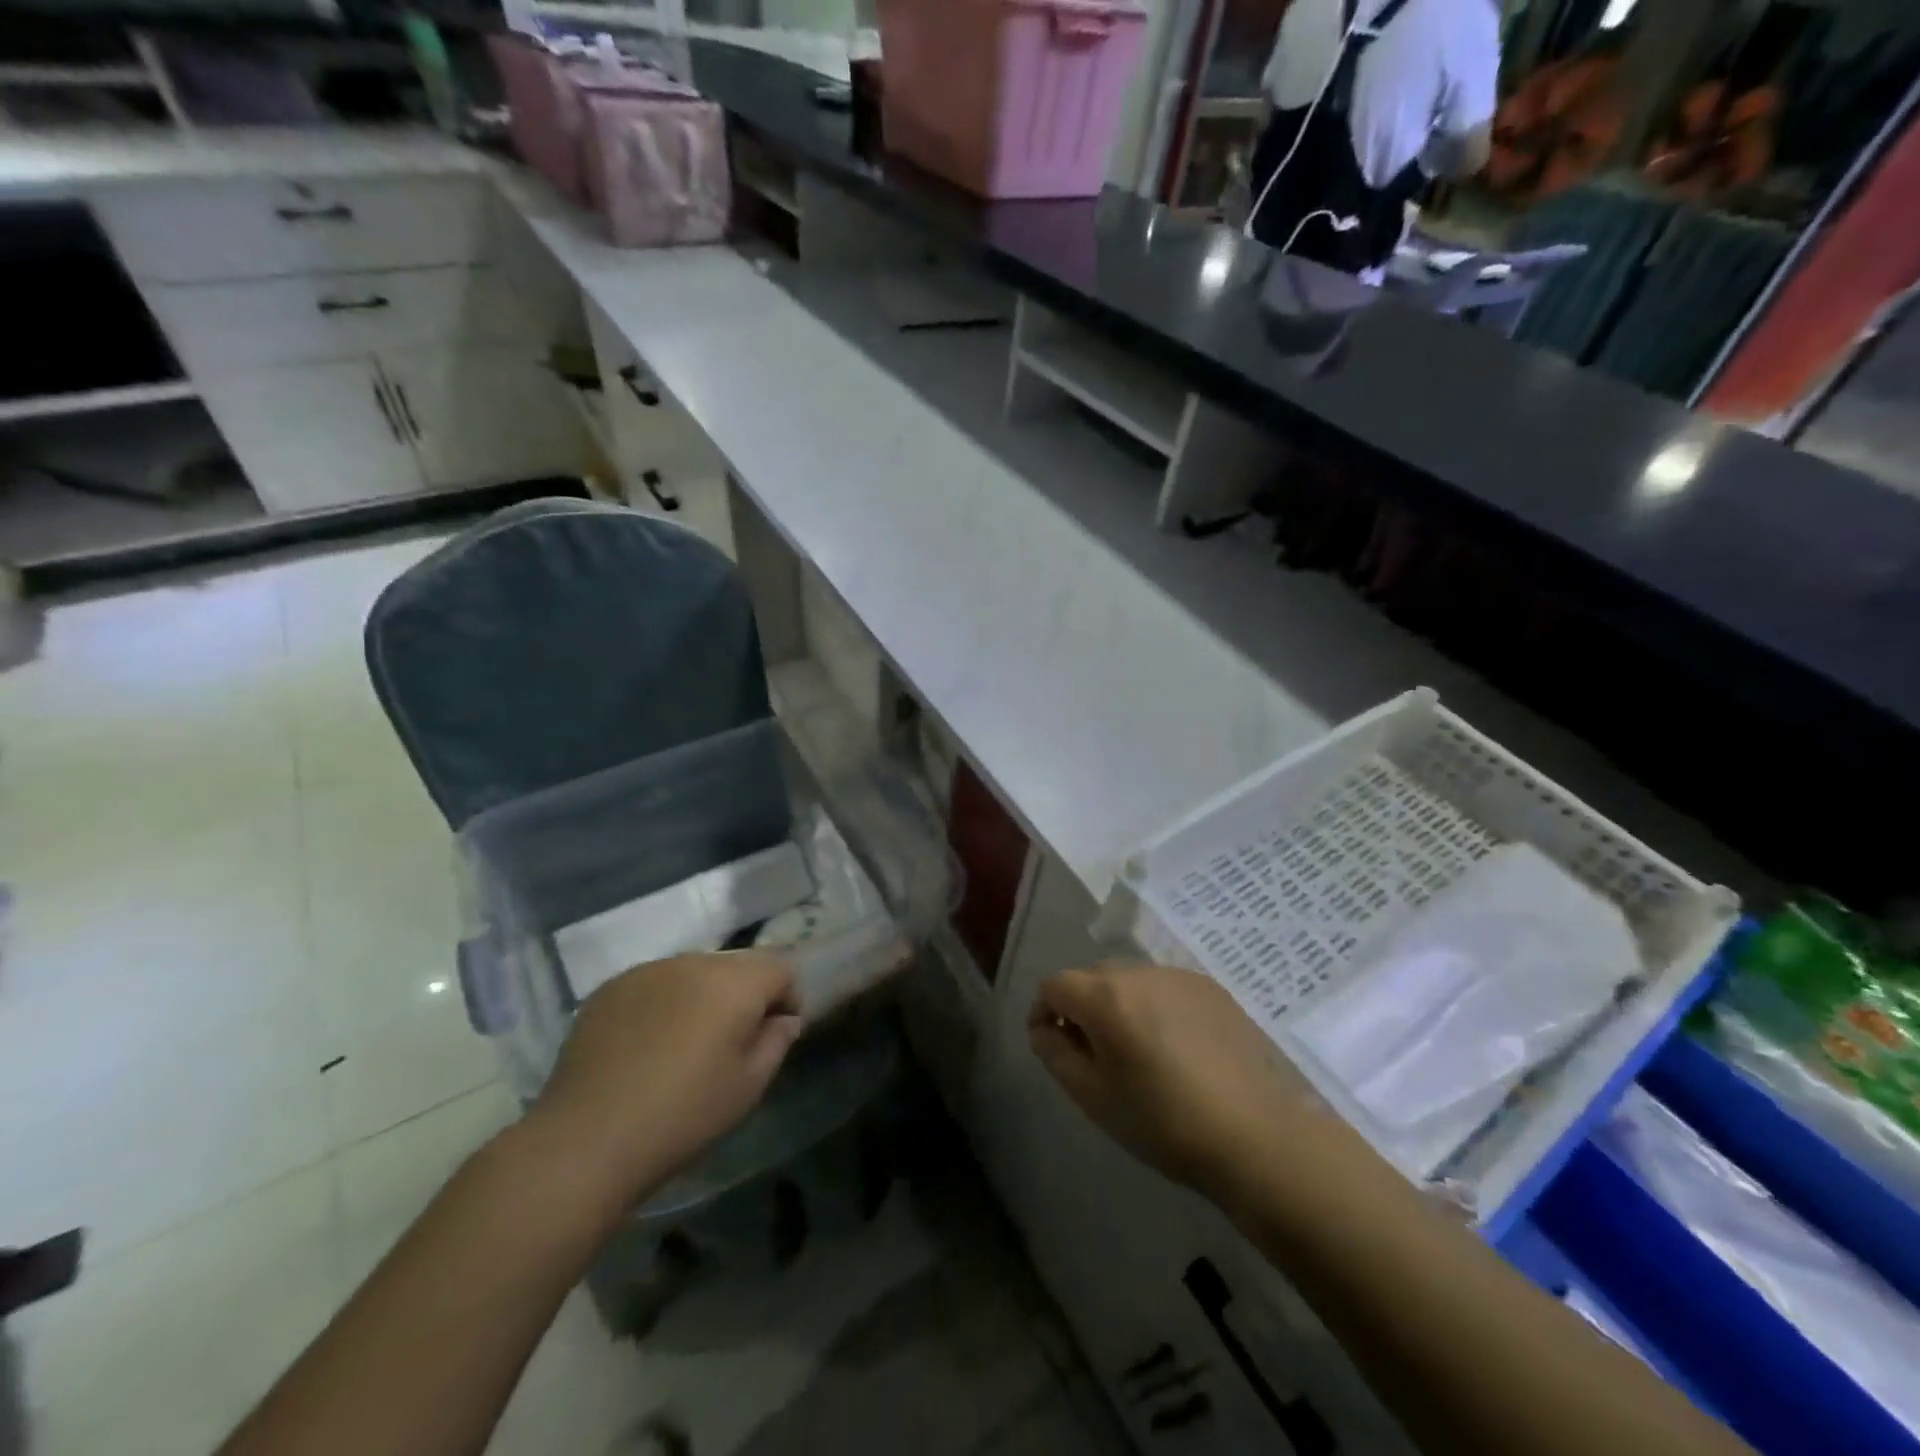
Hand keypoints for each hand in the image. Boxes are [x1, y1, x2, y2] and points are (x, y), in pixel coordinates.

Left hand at [527, 951, 803, 1210]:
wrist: (586, 1140)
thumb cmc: (684, 1115)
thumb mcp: (748, 1086)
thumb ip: (776, 1042)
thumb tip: (782, 1020)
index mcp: (734, 982)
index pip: (780, 968)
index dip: (786, 998)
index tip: (775, 1034)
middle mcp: (694, 962)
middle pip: (736, 966)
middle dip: (743, 996)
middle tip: (731, 1043)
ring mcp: (648, 971)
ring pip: (693, 973)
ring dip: (702, 998)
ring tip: (685, 1045)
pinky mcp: (611, 988)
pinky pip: (654, 985)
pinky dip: (663, 1005)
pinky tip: (646, 1047)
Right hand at [1028, 964, 1339, 1204]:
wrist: (1255, 1135)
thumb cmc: (1162, 1121)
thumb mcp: (1092, 1096)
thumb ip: (1054, 1053)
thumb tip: (1044, 1027)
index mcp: (1104, 996)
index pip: (1053, 984)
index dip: (1044, 1013)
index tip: (1055, 1047)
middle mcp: (1138, 972)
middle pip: (1091, 977)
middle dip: (1081, 1009)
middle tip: (1096, 1057)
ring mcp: (1178, 976)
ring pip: (1129, 981)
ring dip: (1120, 1007)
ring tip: (1140, 1054)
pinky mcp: (1210, 988)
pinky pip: (1164, 988)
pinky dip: (1156, 1008)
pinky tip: (1177, 1050)